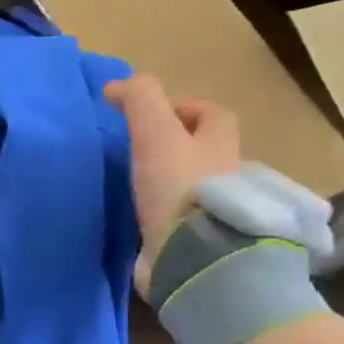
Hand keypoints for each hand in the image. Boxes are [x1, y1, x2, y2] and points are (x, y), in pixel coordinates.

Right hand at [103, 74, 240, 295]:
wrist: (194, 257)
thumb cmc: (178, 187)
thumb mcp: (155, 132)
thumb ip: (140, 100)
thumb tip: (115, 86)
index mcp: (221, 147)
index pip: (213, 115)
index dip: (185, 107)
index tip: (152, 114)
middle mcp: (228, 179)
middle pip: (207, 154)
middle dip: (180, 149)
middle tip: (142, 153)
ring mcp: (217, 216)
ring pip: (195, 190)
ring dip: (173, 186)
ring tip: (137, 189)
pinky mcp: (201, 246)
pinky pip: (183, 225)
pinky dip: (166, 220)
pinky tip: (142, 223)